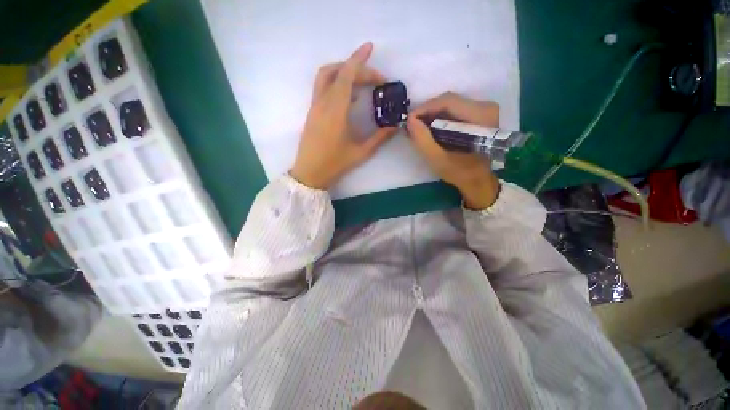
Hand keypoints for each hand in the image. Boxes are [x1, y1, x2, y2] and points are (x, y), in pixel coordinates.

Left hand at [290, 43, 397, 189]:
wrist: (309, 173)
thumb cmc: (335, 164)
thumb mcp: (361, 153)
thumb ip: (379, 138)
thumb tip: (395, 126)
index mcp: (336, 111)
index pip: (346, 76)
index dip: (359, 60)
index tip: (370, 48)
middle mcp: (323, 103)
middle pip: (337, 72)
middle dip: (357, 68)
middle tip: (376, 79)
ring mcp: (315, 107)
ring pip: (326, 76)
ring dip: (343, 71)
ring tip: (362, 81)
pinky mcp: (312, 112)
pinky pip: (323, 88)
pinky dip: (336, 83)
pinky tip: (350, 96)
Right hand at [406, 92, 500, 209]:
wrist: (478, 180)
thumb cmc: (460, 172)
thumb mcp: (438, 159)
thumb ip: (423, 140)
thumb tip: (410, 120)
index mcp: (481, 117)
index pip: (448, 102)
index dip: (425, 108)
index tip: (409, 120)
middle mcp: (486, 107)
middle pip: (449, 101)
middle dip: (427, 112)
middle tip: (411, 125)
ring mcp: (483, 110)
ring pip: (450, 104)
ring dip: (431, 114)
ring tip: (417, 127)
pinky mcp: (478, 114)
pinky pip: (454, 110)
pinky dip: (438, 117)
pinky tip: (428, 127)